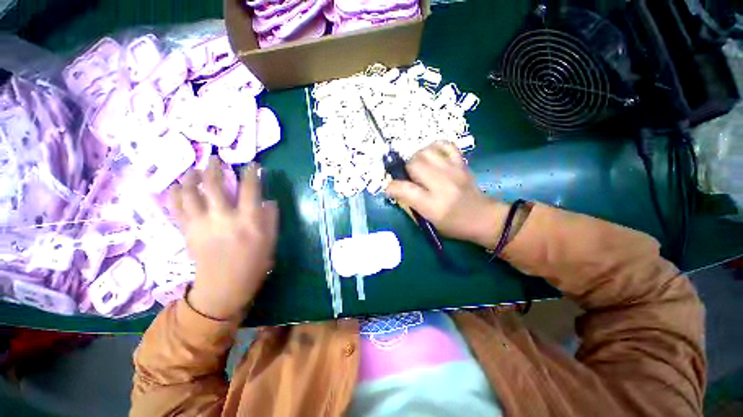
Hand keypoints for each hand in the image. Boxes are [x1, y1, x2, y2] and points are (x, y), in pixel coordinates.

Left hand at [169, 156, 278, 319]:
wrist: (225, 286)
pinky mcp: (187, 231)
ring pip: (191, 193)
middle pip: (215, 185)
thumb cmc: (254, 263)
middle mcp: (224, 218)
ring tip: (193, 170)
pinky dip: (175, 194)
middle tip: (214, 159)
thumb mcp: (270, 241)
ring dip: (191, 177)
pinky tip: (176, 187)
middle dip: (214, 168)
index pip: (250, 189)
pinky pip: (177, 207)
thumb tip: (269, 200)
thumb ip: (271, 218)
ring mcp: (202, 223)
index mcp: (249, 221)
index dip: (251, 173)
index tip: (252, 165)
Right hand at [385, 142, 508, 249]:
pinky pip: (445, 145)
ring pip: (426, 151)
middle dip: (406, 169)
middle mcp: (442, 185)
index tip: (390, 188)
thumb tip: (396, 189)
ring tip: (420, 167)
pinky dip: (435, 148)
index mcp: (433, 205)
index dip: (391, 187)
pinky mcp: (461, 164)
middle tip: (410, 178)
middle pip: (414, 164)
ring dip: (418, 158)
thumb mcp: (428, 222)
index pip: (404, 189)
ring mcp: (453, 171)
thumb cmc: (454, 225)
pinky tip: (433, 157)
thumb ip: (410, 205)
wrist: (483, 217)